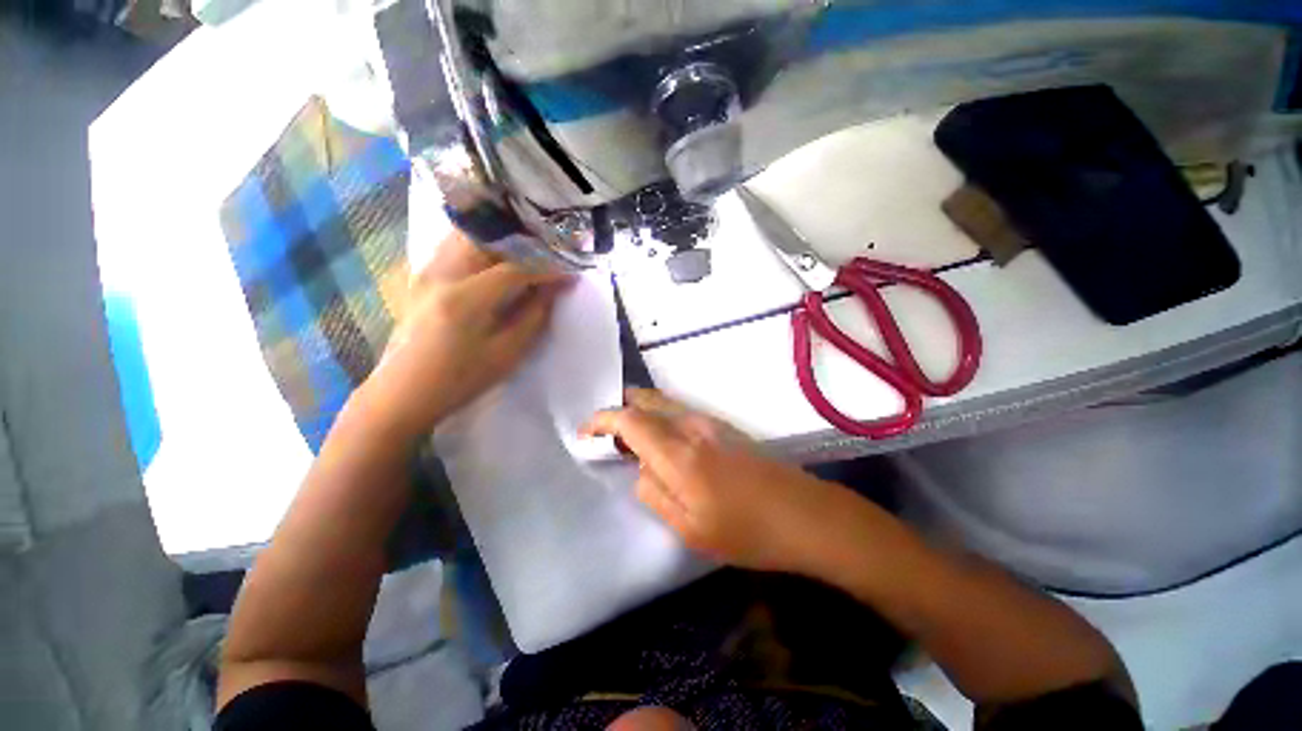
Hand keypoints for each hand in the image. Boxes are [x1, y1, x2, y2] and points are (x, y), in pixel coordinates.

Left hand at [362, 230, 571, 437]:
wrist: (403, 392)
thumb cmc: (460, 380)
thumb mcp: (507, 354)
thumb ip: (534, 315)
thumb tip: (556, 287)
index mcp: (465, 299)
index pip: (516, 268)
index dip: (548, 268)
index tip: (572, 271)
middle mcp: (442, 273)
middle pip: (489, 237)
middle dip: (526, 241)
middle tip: (552, 251)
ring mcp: (427, 270)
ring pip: (470, 234)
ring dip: (504, 239)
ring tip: (531, 250)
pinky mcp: (422, 275)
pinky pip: (456, 245)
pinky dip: (483, 244)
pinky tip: (500, 257)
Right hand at [581, 389, 854, 572]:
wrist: (805, 515)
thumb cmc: (746, 531)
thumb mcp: (689, 528)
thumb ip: (653, 492)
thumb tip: (640, 468)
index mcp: (678, 452)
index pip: (628, 420)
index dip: (601, 422)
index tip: (584, 435)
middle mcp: (692, 425)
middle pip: (646, 400)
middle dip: (620, 410)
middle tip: (606, 435)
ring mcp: (711, 421)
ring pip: (664, 402)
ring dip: (640, 412)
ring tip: (629, 439)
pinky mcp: (724, 426)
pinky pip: (680, 411)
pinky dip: (660, 416)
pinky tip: (661, 440)